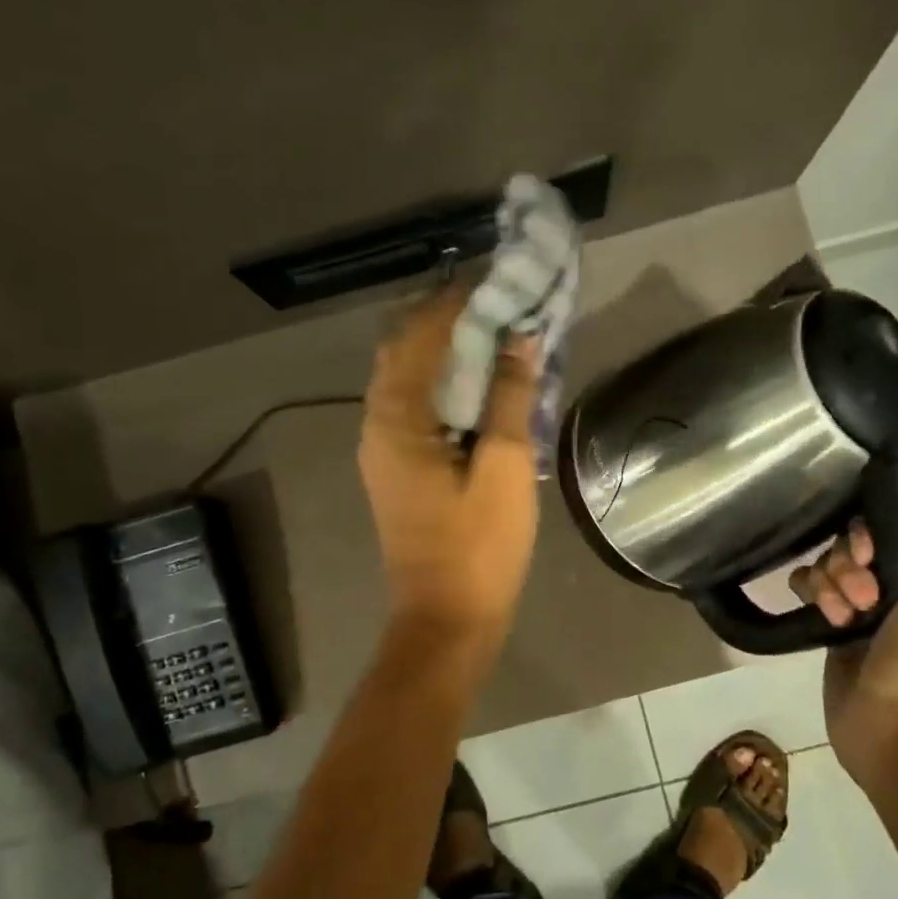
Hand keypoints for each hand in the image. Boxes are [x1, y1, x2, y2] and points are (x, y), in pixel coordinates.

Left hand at [358, 288, 540, 648]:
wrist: (447, 618)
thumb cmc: (478, 547)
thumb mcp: (503, 468)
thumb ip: (508, 398)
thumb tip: (519, 340)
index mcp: (396, 421)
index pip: (419, 338)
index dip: (456, 305)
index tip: (495, 280)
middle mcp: (377, 425)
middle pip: (402, 351)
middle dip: (446, 321)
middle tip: (496, 304)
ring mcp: (382, 448)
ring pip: (406, 379)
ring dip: (443, 352)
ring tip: (492, 333)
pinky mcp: (396, 468)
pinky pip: (414, 407)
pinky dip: (442, 384)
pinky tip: (478, 384)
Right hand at [789, 464, 897, 770]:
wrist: (895, 722)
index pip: (882, 527)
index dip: (867, 534)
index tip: (869, 554)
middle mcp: (891, 585)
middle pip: (848, 544)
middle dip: (846, 564)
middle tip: (864, 599)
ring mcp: (857, 608)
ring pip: (824, 565)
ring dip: (827, 584)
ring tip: (843, 618)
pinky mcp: (827, 630)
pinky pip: (805, 590)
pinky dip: (807, 596)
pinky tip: (821, 619)